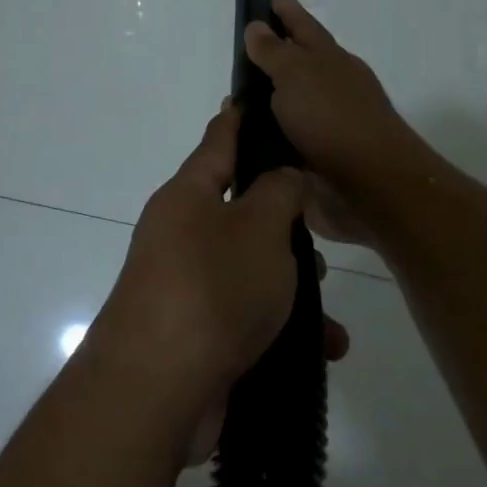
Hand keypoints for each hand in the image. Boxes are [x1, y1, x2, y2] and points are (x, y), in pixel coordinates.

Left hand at [89, 105, 348, 460]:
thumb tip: (282, 176)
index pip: (218, 142)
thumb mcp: (260, 227)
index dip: (238, 119)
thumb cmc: (213, 287)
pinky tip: (323, 348)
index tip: (251, 97)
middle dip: (282, 220)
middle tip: (319, 226)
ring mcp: (185, 286)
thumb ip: (280, 192)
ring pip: (250, 269)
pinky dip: (284, 328)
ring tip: (327, 305)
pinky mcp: (196, 334)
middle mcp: (180, 234)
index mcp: (187, 196)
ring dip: (291, 283)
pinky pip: (248, 317)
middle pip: (238, 211)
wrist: (158, 389)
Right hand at [243, 0, 422, 246]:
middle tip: (242, 52)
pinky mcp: (317, 159)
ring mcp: (326, 125)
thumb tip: (257, 26)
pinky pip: (283, 139)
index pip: (305, 28)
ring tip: (232, 103)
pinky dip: (265, 136)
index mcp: (331, 61)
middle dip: (275, 57)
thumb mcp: (297, 74)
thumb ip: (274, 52)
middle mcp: (331, 89)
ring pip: (289, 105)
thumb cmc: (333, 118)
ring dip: (265, 103)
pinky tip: (243, 139)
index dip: (288, 12)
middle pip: (299, 65)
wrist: (369, 184)